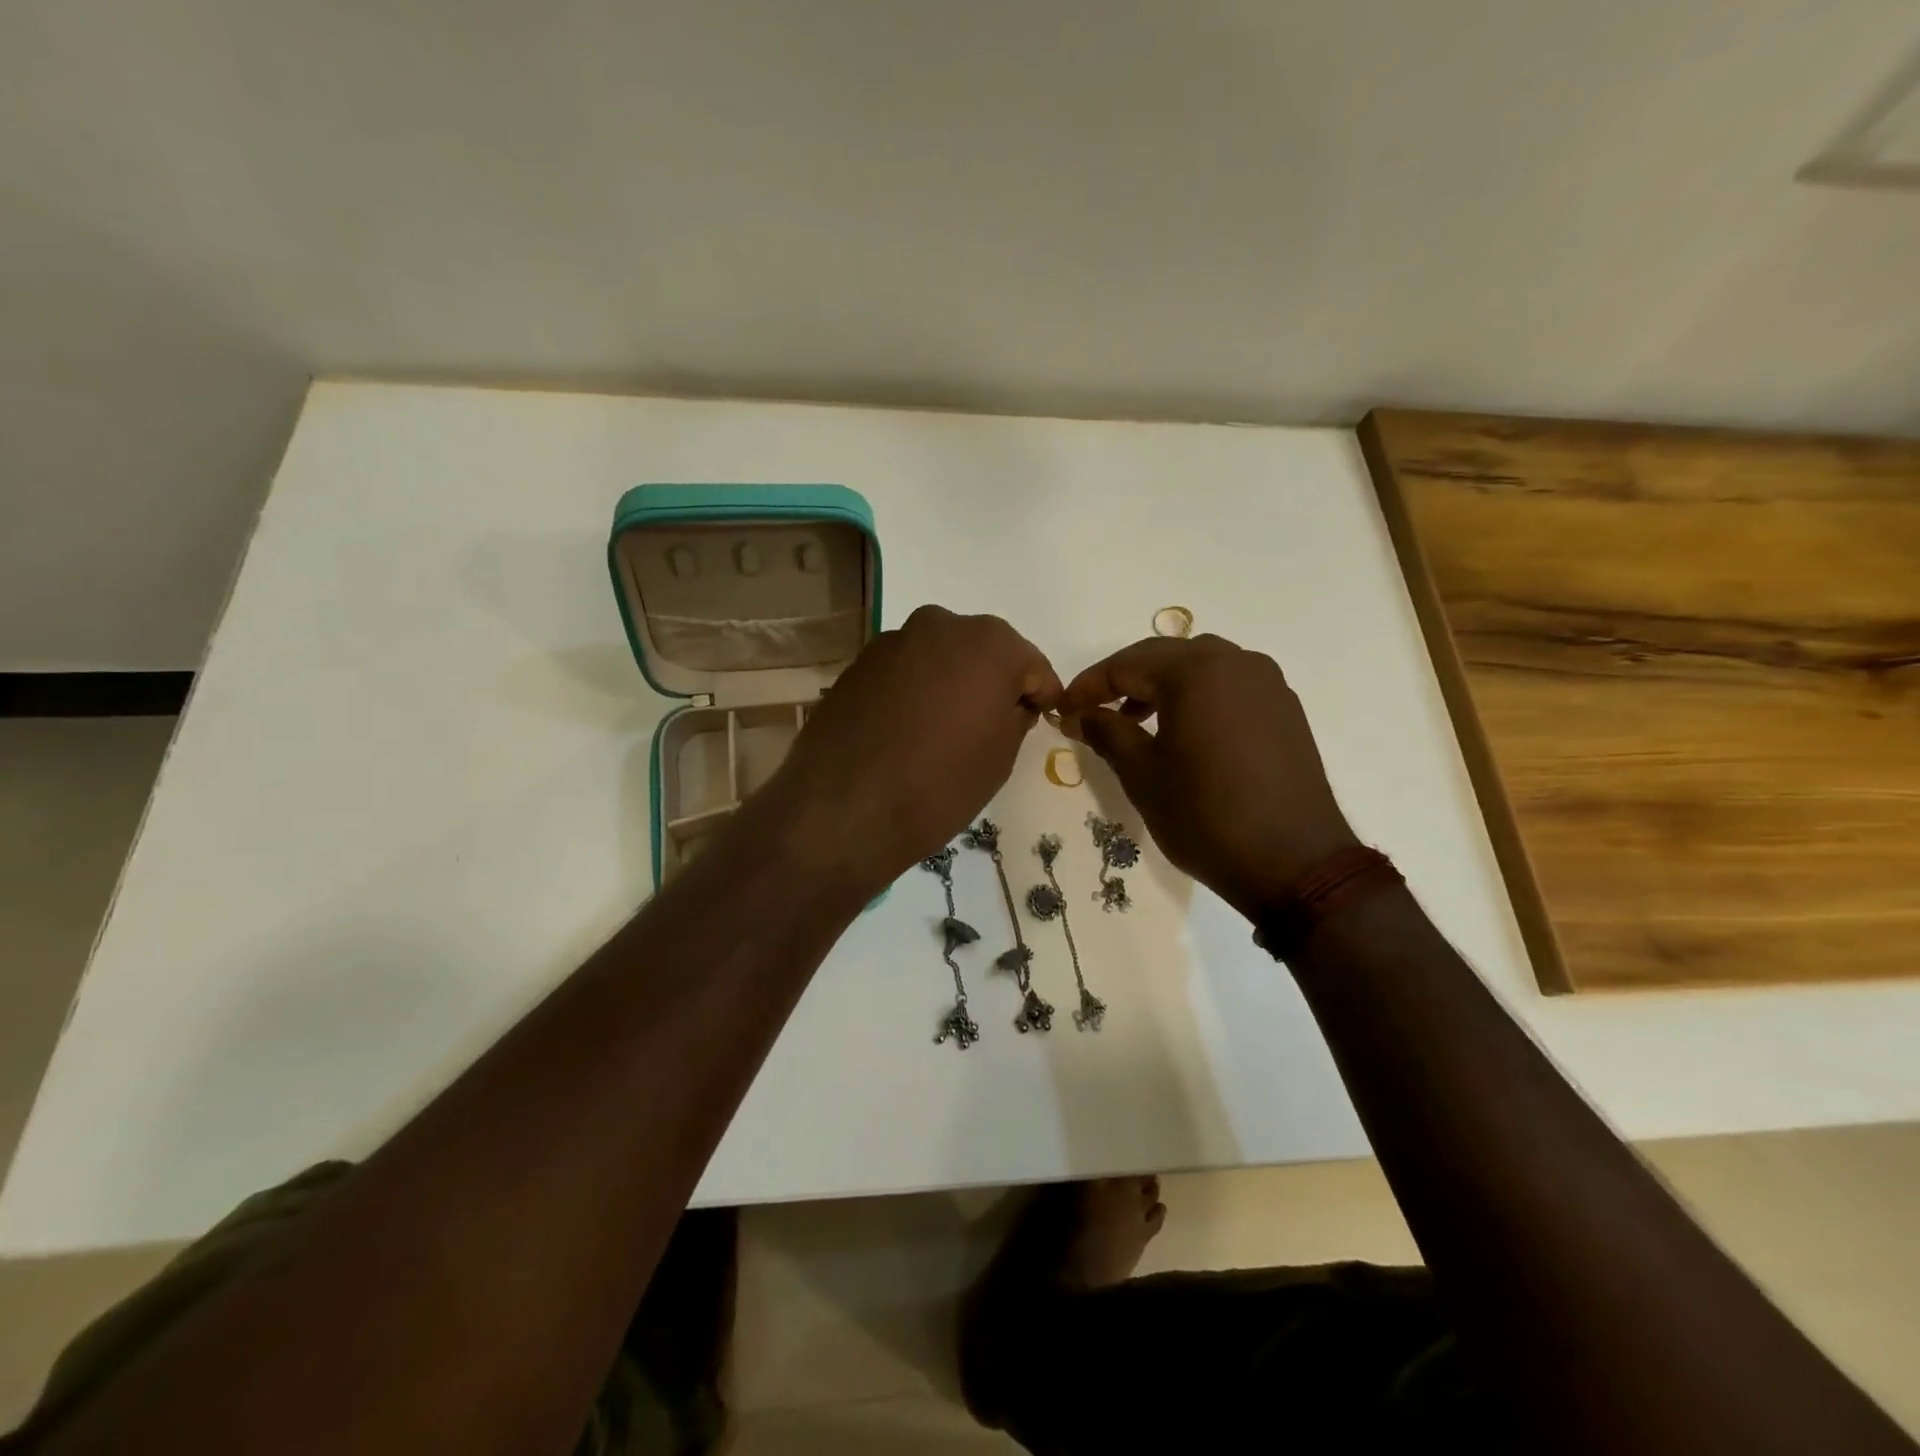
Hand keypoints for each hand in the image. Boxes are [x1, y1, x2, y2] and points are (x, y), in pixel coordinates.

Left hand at [758, 606, 1060, 895]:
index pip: (1032, 666)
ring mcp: (894, 640)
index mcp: (990, 642)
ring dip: (950, 683)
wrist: (845, 808)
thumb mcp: (1000, 757)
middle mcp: (941, 624)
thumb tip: (1009, 704)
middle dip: (992, 682)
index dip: (1039, 695)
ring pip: (940, 658)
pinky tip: (908, 728)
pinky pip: (905, 671)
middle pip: (983, 652)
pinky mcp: (858, 662)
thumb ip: (1015, 717)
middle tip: (991, 724)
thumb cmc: (940, 784)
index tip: (1038, 720)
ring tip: (944, 729)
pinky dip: (914, 690)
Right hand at [1058, 635, 1357, 919]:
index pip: (1126, 665)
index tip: (1063, 710)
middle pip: (1163, 656)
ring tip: (1135, 719)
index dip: (1088, 686)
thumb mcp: (1143, 776)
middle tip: (1093, 710)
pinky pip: (1228, 684)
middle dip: (1123, 680)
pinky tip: (1183, 730)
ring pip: (1199, 666)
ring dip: (1161, 684)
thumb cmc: (1206, 817)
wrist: (1295, 863)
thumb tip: (1078, 715)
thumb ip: (1107, 733)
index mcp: (1196, 672)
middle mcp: (1235, 662)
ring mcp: (1266, 682)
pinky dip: (1197, 695)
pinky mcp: (1284, 707)